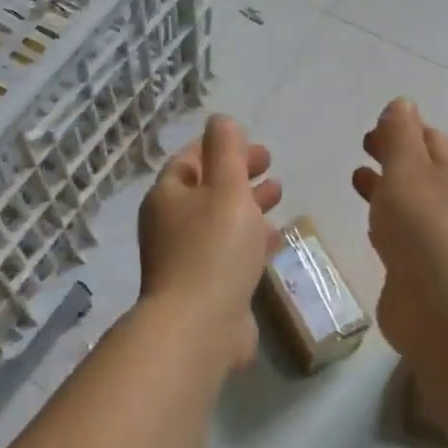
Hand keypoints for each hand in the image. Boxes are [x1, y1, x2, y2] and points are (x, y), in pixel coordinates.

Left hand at [138, 115, 282, 370]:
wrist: (199, 327)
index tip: (254, 146)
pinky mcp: (204, 286)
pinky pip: (228, 251)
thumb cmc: (214, 248)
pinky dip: (250, 238)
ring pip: (219, 220)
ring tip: (279, 194)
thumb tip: (221, 120)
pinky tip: (276, 237)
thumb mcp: (226, 188)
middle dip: (238, 174)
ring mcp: (184, 258)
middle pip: (206, 188)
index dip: (221, 148)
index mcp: (168, 196)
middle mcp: (170, 224)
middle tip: (271, 165)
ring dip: (247, 204)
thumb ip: (227, 150)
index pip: (191, 159)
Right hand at [351, 99, 447, 356]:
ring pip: (411, 205)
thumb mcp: (409, 170)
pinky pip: (402, 238)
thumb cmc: (426, 229)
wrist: (445, 311)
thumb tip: (402, 102)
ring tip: (357, 178)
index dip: (406, 128)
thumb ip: (401, 137)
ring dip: (387, 188)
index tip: (376, 124)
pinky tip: (370, 228)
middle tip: (364, 144)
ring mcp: (440, 243)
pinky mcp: (423, 273)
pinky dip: (386, 223)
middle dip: (395, 155)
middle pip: (423, 171)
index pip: (432, 140)